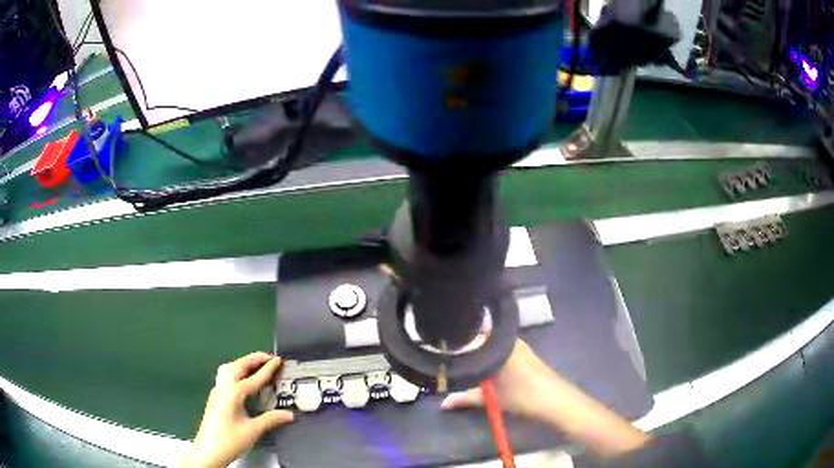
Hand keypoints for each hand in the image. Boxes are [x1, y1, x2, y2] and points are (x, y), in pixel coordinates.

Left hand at [180, 353, 294, 467]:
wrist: (208, 450)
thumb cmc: (230, 440)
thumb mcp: (253, 431)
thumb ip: (271, 419)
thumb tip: (289, 414)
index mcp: (233, 394)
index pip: (254, 378)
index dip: (268, 369)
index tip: (279, 360)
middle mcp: (223, 388)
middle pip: (238, 366)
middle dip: (254, 359)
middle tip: (269, 358)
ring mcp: (217, 391)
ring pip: (229, 368)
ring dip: (243, 363)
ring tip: (256, 364)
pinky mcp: (215, 396)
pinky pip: (225, 375)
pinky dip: (236, 370)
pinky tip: (243, 379)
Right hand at [441, 340, 649, 456]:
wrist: (555, 400)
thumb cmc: (523, 395)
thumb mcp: (491, 398)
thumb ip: (465, 398)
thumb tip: (442, 403)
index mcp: (501, 343)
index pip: (475, 328)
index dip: (459, 330)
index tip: (441, 335)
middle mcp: (508, 340)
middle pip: (482, 334)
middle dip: (466, 340)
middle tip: (444, 347)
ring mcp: (518, 346)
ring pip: (491, 342)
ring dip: (478, 348)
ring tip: (457, 354)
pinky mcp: (523, 355)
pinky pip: (500, 348)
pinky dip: (488, 354)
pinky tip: (480, 363)